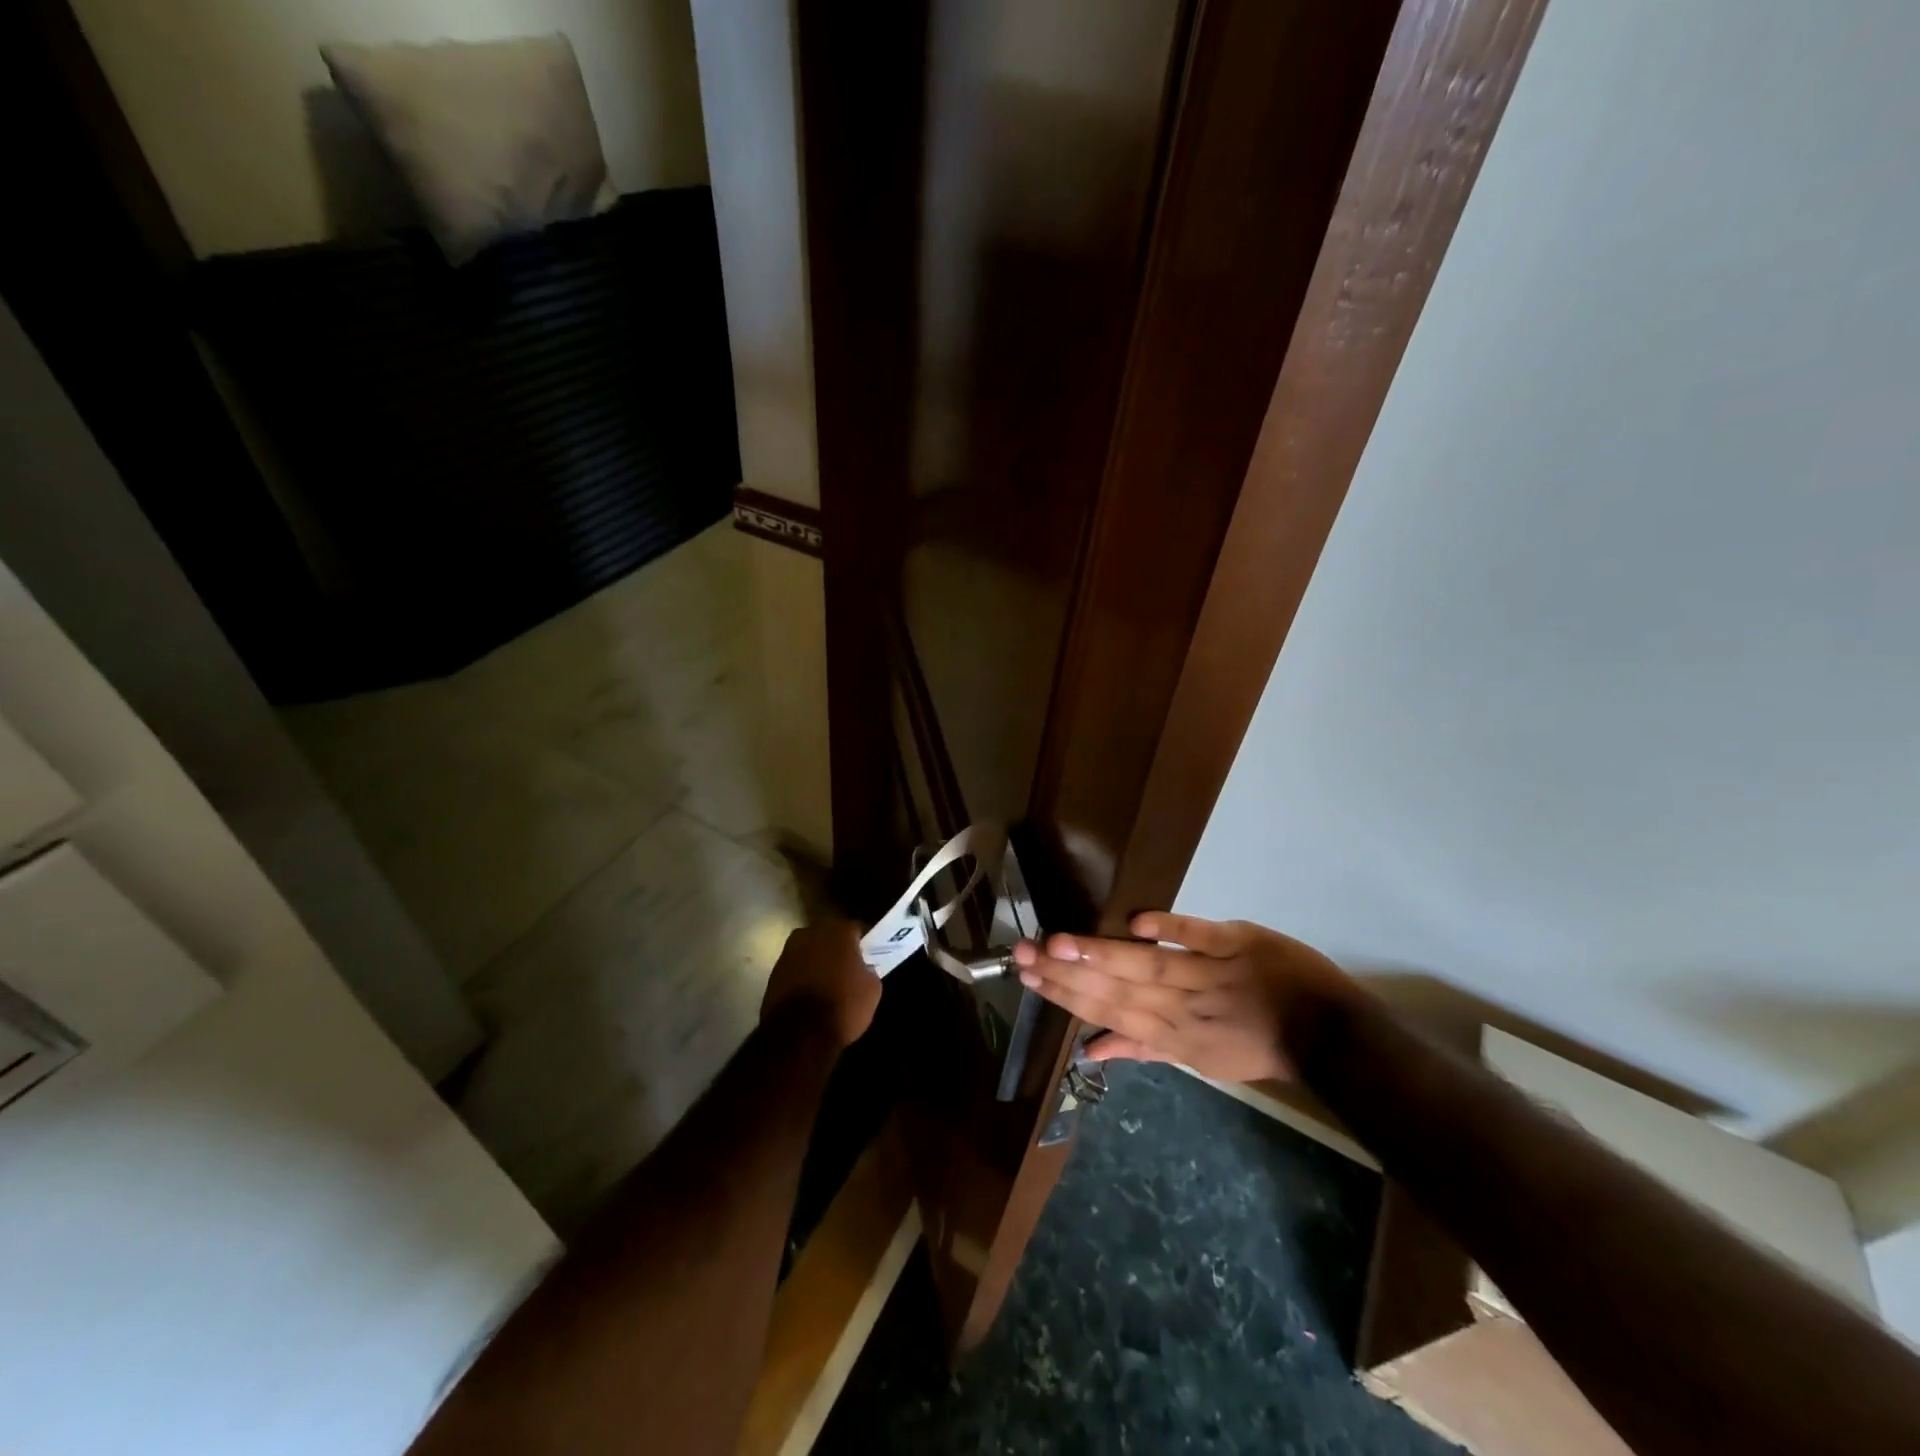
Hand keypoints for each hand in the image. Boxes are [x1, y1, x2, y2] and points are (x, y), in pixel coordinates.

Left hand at [761, 920, 881, 1049]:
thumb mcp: (872, 990)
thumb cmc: (843, 1006)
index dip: (863, 944)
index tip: (868, 957)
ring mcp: (788, 952)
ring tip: (827, 983)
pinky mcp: (773, 973)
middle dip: (837, 949)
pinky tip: (809, 994)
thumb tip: (862, 969)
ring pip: (809, 951)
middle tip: (847, 968)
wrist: (799, 1034)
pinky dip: (802, 976)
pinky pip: (795, 969)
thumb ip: (868, 970)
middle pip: (829, 936)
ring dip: (817, 961)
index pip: (856, 929)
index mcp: (839, 931)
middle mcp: (811, 933)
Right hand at [1011, 912, 1362, 1082]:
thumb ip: (1145, 1049)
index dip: (1067, 997)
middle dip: (1067, 973)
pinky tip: (1137, 923)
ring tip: (1057, 942)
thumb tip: (1090, 1050)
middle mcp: (1183, 1007)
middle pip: (1118, 990)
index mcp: (1173, 1035)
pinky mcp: (1238, 943)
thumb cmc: (1257, 1045)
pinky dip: (1172, 931)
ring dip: (1102, 955)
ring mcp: (1211, 974)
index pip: (1109, 1014)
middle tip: (1023, 953)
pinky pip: (1202, 937)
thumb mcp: (1200, 1058)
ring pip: (1149, 966)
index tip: (1028, 977)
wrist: (1328, 1032)